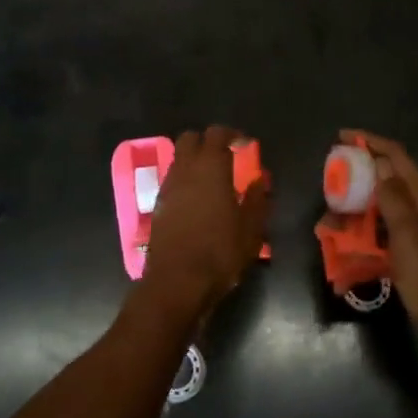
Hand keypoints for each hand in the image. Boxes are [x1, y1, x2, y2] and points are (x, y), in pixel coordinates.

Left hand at [141, 126, 271, 322]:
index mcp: (210, 167)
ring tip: (212, 180)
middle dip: (207, 141)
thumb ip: (257, 199)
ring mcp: (167, 187)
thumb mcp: (251, 229)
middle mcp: (185, 169)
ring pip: (178, 159)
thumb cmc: (220, 253)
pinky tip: (197, 201)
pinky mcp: (158, 206)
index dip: (232, 134)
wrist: (176, 283)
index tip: (245, 144)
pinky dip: (184, 181)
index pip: (217, 133)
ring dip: (194, 161)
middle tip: (225, 156)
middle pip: (190, 138)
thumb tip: (260, 179)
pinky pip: (172, 180)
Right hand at [342, 130, 417, 380]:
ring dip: (356, 219)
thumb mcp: (410, 237)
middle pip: (387, 186)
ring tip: (329, 230)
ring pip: (383, 218)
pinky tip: (348, 263)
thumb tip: (381, 162)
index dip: (371, 142)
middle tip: (329, 191)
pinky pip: (386, 246)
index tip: (341, 137)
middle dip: (357, 184)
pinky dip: (366, 248)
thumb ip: (394, 199)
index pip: (397, 158)